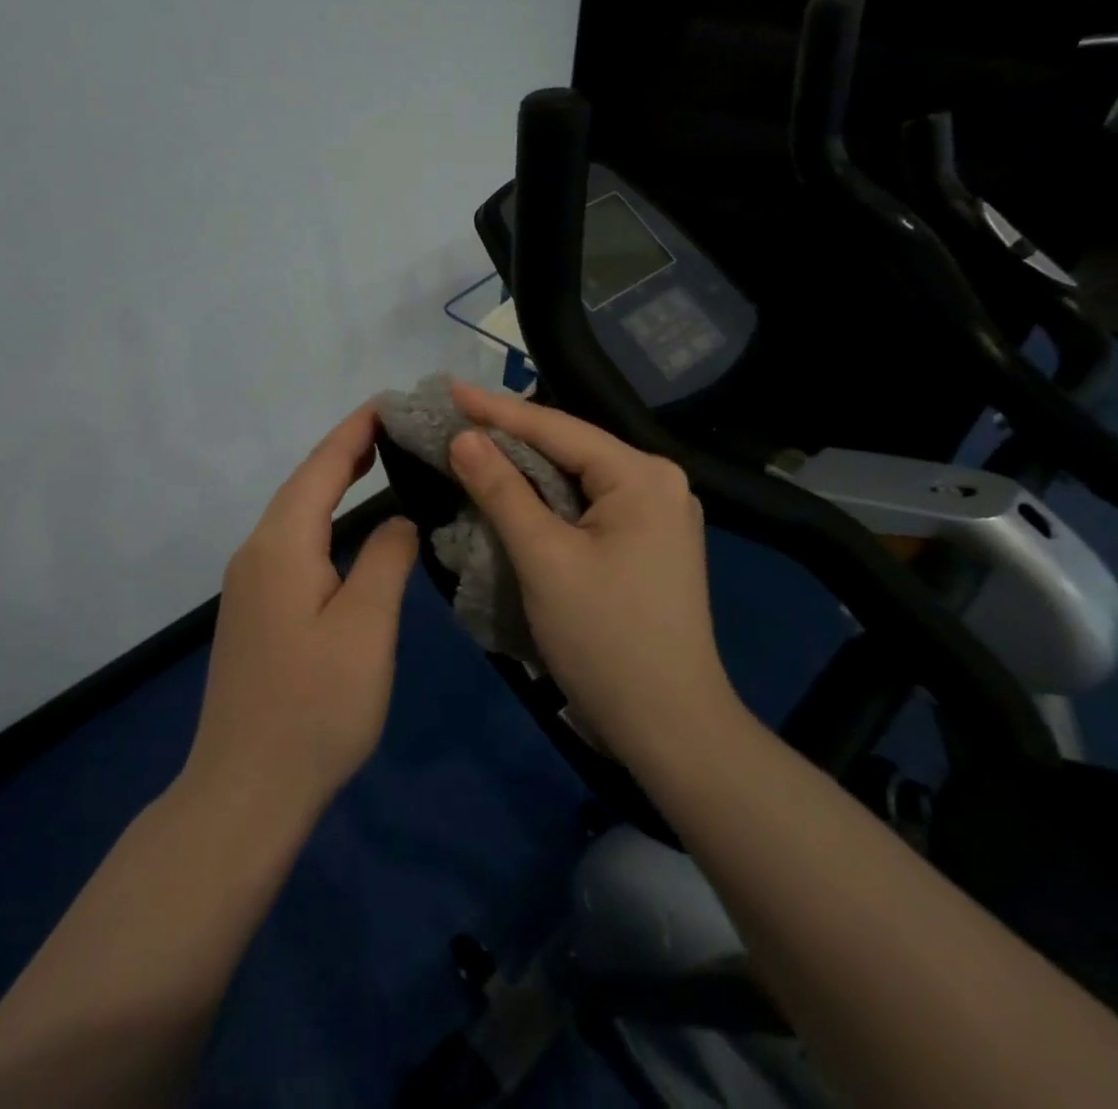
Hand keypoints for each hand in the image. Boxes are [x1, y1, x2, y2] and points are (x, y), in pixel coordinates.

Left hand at [184, 403, 419, 827]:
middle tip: (396, 426)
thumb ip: (386, 561)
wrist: (245, 790)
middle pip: (303, 483)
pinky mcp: (254, 609)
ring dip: (333, 482)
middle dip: (346, 449)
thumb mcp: (366, 628)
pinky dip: (323, 517)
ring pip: (295, 513)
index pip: (321, 467)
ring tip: (378, 460)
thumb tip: (398, 521)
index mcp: (281, 545)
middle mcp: (256, 552)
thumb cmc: (315, 707)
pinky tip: (346, 526)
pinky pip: (291, 542)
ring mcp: (249, 582)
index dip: (356, 431)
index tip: (391, 401)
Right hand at [446, 380, 741, 770]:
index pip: (557, 428)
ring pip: (575, 478)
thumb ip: (502, 490)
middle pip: (569, 448)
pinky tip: (511, 492)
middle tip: (453, 417)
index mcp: (642, 476)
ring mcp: (656, 514)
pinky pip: (585, 506)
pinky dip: (545, 500)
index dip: (497, 409)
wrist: (670, 728)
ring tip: (471, 446)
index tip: (448, 389)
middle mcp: (656, 483)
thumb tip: (464, 437)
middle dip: (510, 436)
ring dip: (524, 469)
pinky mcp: (645, 543)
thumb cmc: (605, 638)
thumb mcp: (545, 559)